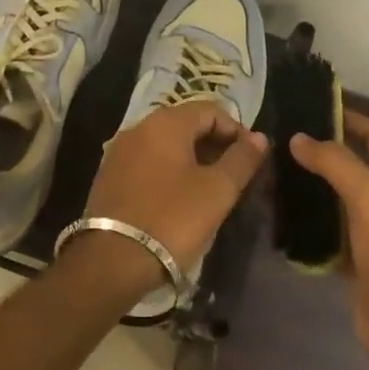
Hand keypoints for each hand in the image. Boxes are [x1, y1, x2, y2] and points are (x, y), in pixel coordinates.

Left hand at [72, 100, 268, 290]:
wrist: (113, 259)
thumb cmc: (173, 219)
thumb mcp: (217, 190)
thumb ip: (241, 159)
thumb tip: (259, 137)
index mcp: (166, 123)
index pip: (210, 110)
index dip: (236, 130)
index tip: (251, 159)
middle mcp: (139, 127)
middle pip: (186, 124)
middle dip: (214, 144)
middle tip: (234, 175)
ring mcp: (120, 151)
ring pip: (165, 144)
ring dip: (191, 158)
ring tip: (210, 188)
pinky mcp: (109, 175)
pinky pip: (148, 161)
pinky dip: (168, 170)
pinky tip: (179, 197)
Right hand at [288, 111, 368, 369]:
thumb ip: (336, 163)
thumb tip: (299, 139)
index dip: (348, 117)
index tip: (310, 106)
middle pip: (353, 164)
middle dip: (320, 151)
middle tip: (278, 140)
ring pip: (336, 197)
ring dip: (308, 186)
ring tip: (270, 174)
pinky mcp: (358, 260)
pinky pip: (328, 230)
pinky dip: (306, 221)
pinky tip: (278, 215)